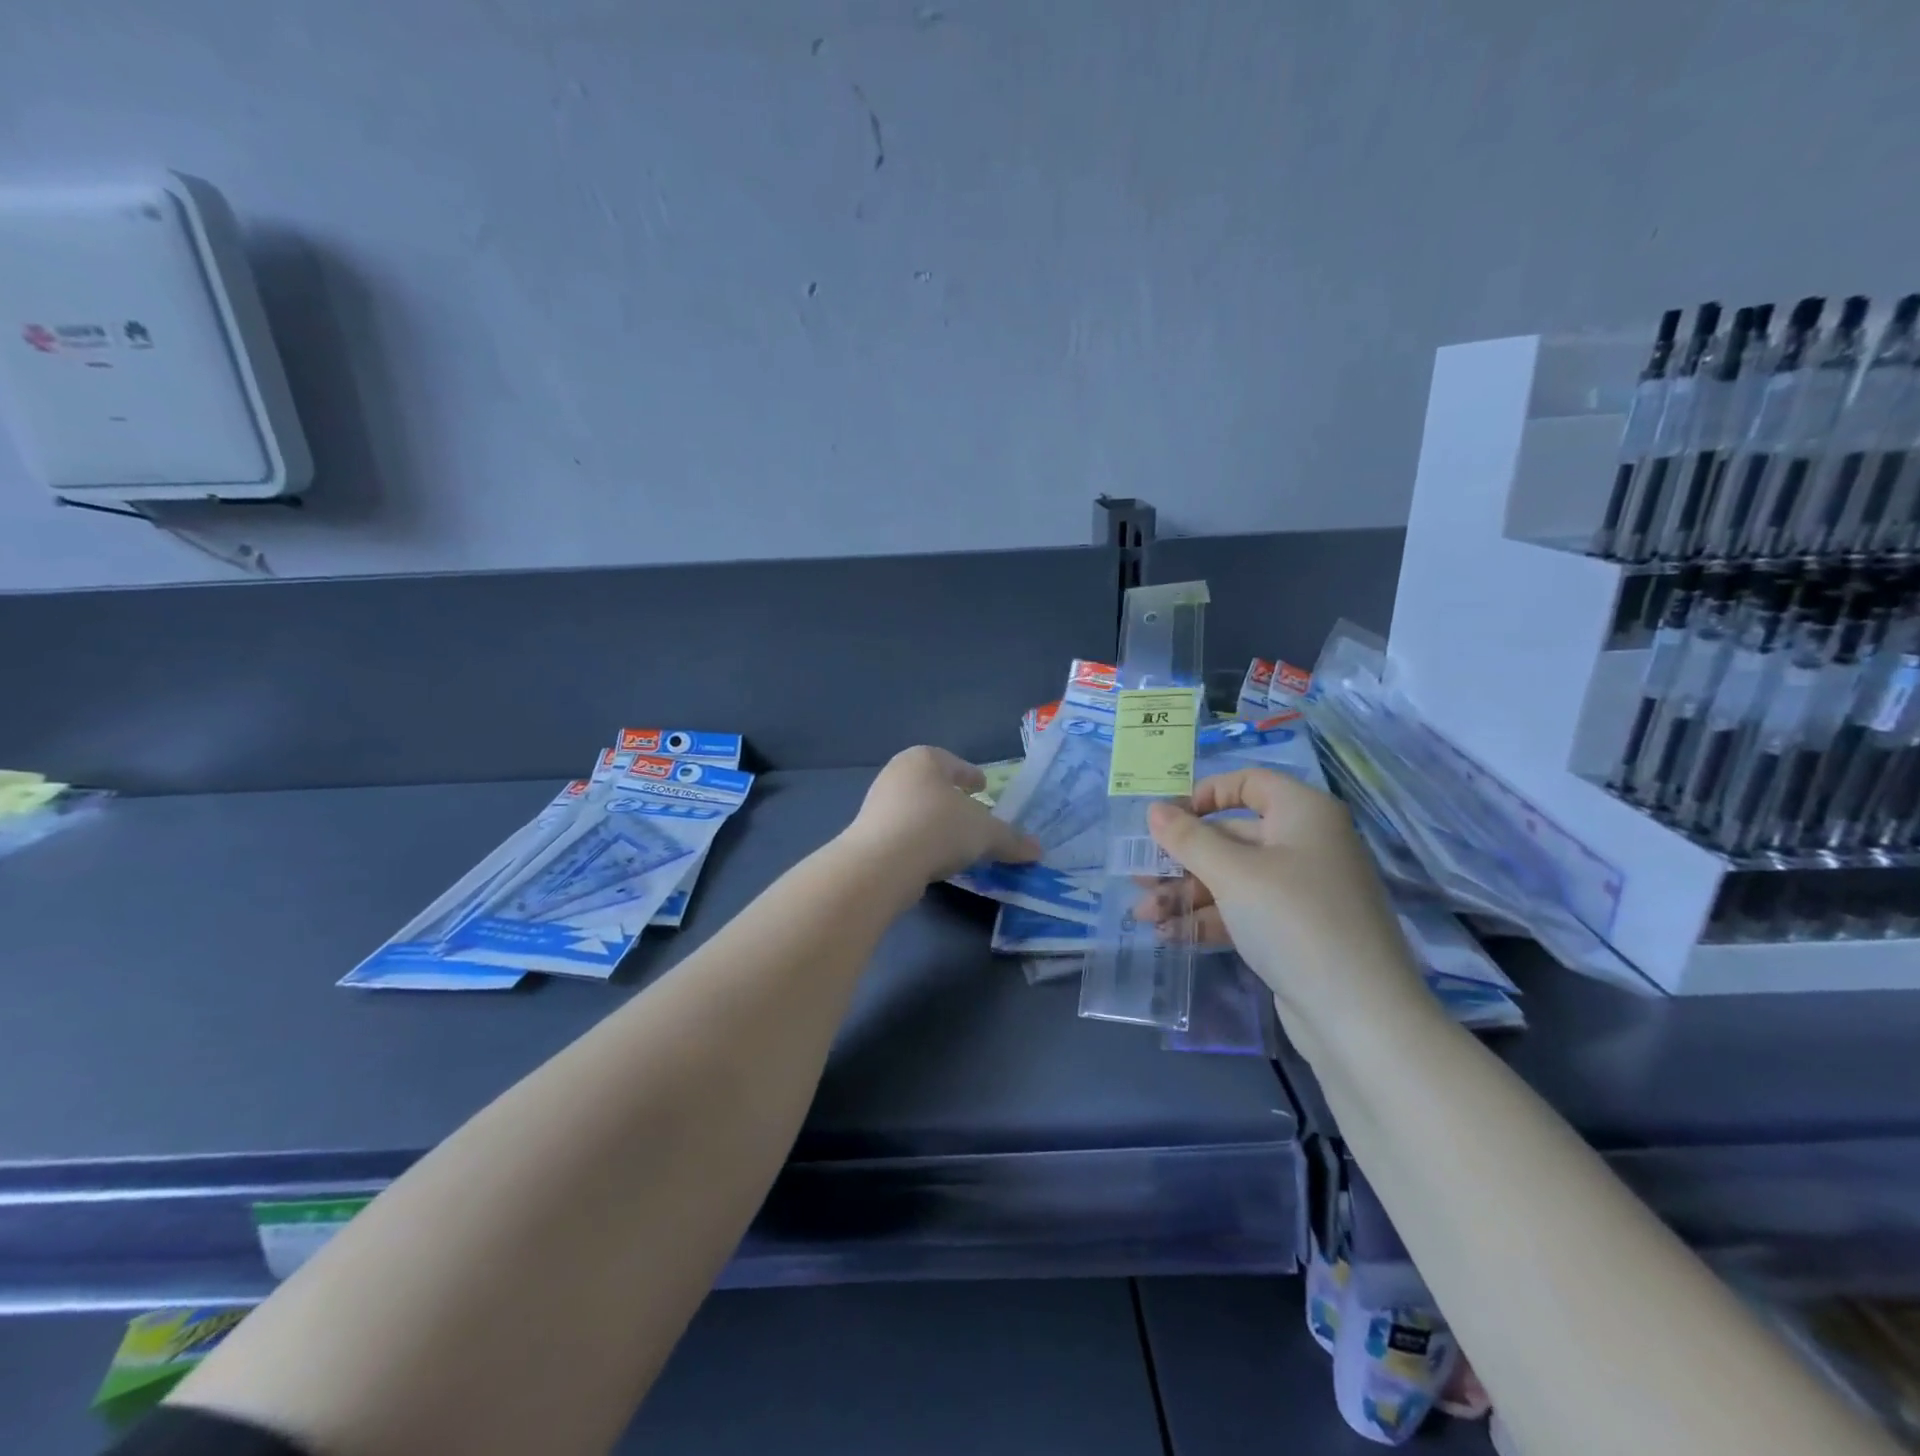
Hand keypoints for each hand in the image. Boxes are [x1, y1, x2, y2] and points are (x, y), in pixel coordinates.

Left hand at [838, 746, 1040, 886]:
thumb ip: (1011, 839)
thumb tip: (1037, 850)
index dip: (971, 776)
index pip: (954, 763)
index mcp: (925, 759)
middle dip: (952, 799)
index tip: (983, 788)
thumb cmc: (939, 829)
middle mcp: (897, 773)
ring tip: (954, 842)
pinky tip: (932, 858)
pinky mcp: (867, 833)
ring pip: (915, 809)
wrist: (882, 863)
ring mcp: (877, 803)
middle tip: (972, 815)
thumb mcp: (985, 834)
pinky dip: (919, 841)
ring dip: (934, 822)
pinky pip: (902, 832)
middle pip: (933, 785)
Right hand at [1137, 767, 1425, 1022]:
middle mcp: (1306, 844)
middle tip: (1138, 876)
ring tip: (1143, 916)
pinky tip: (1170, 935)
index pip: (1248, 783)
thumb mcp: (1232, 874)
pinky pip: (1244, 912)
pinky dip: (1208, 919)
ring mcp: (1303, 891)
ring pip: (1233, 878)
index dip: (1204, 795)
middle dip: (1182, 858)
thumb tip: (1155, 809)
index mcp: (1303, 814)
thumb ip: (1188, 839)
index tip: (1166, 820)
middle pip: (1232, 836)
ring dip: (1186, 894)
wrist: (1360, 1017)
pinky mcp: (1296, 932)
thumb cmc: (1293, 920)